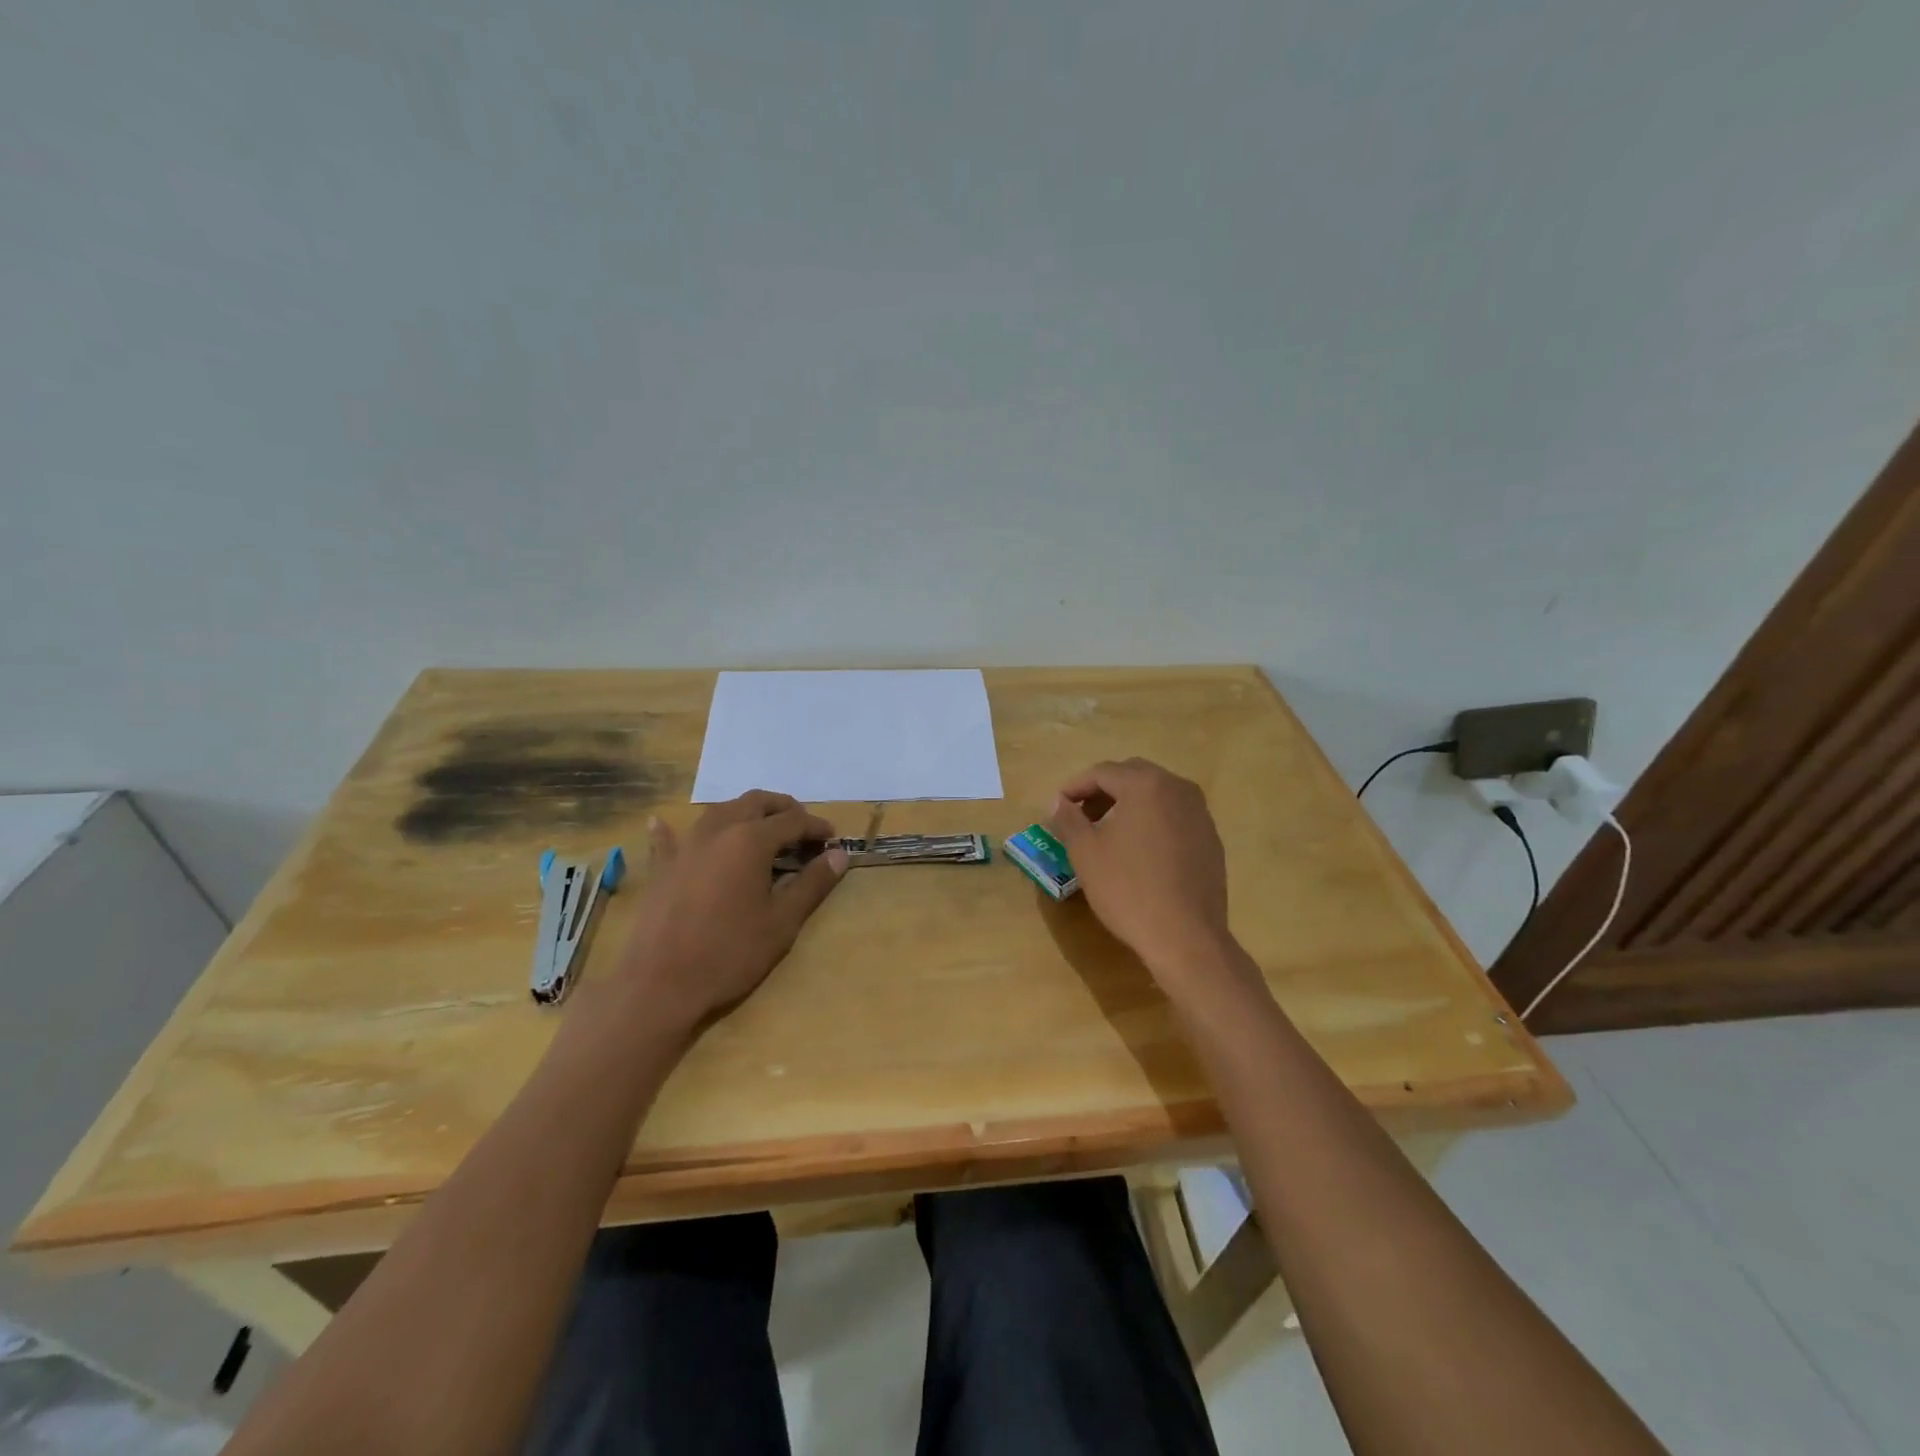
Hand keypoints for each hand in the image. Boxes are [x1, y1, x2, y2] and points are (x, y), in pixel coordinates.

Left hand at [606, 791, 848, 1035]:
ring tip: (761, 831)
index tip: (833, 841)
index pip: (793, 820)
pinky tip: (660, 824)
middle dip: (783, 809)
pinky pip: (667, 839)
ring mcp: (685, 847)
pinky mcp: (662, 869)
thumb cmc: (731, 953)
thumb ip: (812, 884)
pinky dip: (671, 830)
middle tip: (802, 830)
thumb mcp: (782, 922)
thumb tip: (839, 855)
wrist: (660, 985)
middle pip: (755, 803)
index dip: (816, 827)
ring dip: (745, 814)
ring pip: (719, 812)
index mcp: (751, 840)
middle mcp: (718, 831)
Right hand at [1047, 759, 1237, 990]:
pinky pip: (1175, 816)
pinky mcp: (1211, 839)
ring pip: (1157, 795)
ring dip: (1129, 804)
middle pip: (1133, 776)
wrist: (1185, 937)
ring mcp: (1200, 814)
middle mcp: (1178, 789)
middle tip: (1081, 816)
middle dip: (1103, 791)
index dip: (1075, 786)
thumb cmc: (1128, 889)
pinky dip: (1152, 821)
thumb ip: (1068, 819)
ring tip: (1108, 832)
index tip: (1058, 806)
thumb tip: (1059, 802)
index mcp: (1146, 785)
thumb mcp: (1085, 853)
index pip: (1103, 772)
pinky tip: (1139, 851)